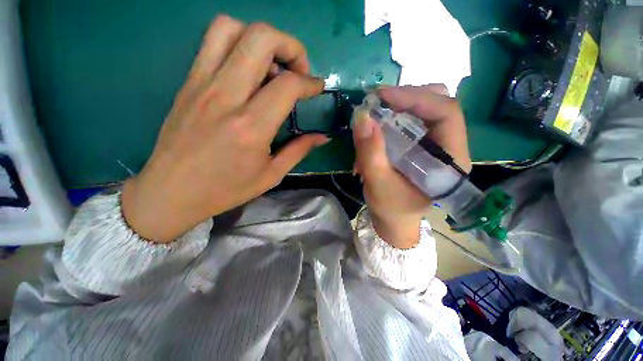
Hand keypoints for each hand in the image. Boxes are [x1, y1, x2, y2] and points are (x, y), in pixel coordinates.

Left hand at [121, 16, 327, 242]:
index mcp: (251, 127)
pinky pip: (212, 41)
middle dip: (291, 46)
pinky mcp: (188, 82)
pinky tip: (248, 70)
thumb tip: (323, 137)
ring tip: (272, 65)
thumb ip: (299, 150)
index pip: (288, 85)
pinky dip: (238, 42)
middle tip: (298, 70)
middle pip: (261, 38)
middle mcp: (226, 96)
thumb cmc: (226, 189)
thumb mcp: (271, 175)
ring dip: (261, 38)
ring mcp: (202, 84)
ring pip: (232, 28)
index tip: (317, 88)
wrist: (171, 192)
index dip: (310, 82)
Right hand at [353, 85, 470, 248]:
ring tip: (376, 112)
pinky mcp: (423, 144)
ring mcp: (437, 144)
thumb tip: (362, 116)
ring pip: (425, 109)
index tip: (382, 95)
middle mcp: (450, 147)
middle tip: (376, 101)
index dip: (416, 98)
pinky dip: (394, 116)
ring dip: (399, 106)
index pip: (447, 113)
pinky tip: (379, 124)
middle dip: (406, 98)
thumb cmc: (390, 207)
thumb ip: (370, 151)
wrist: (393, 218)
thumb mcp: (377, 182)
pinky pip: (413, 119)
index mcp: (451, 160)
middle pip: (438, 105)